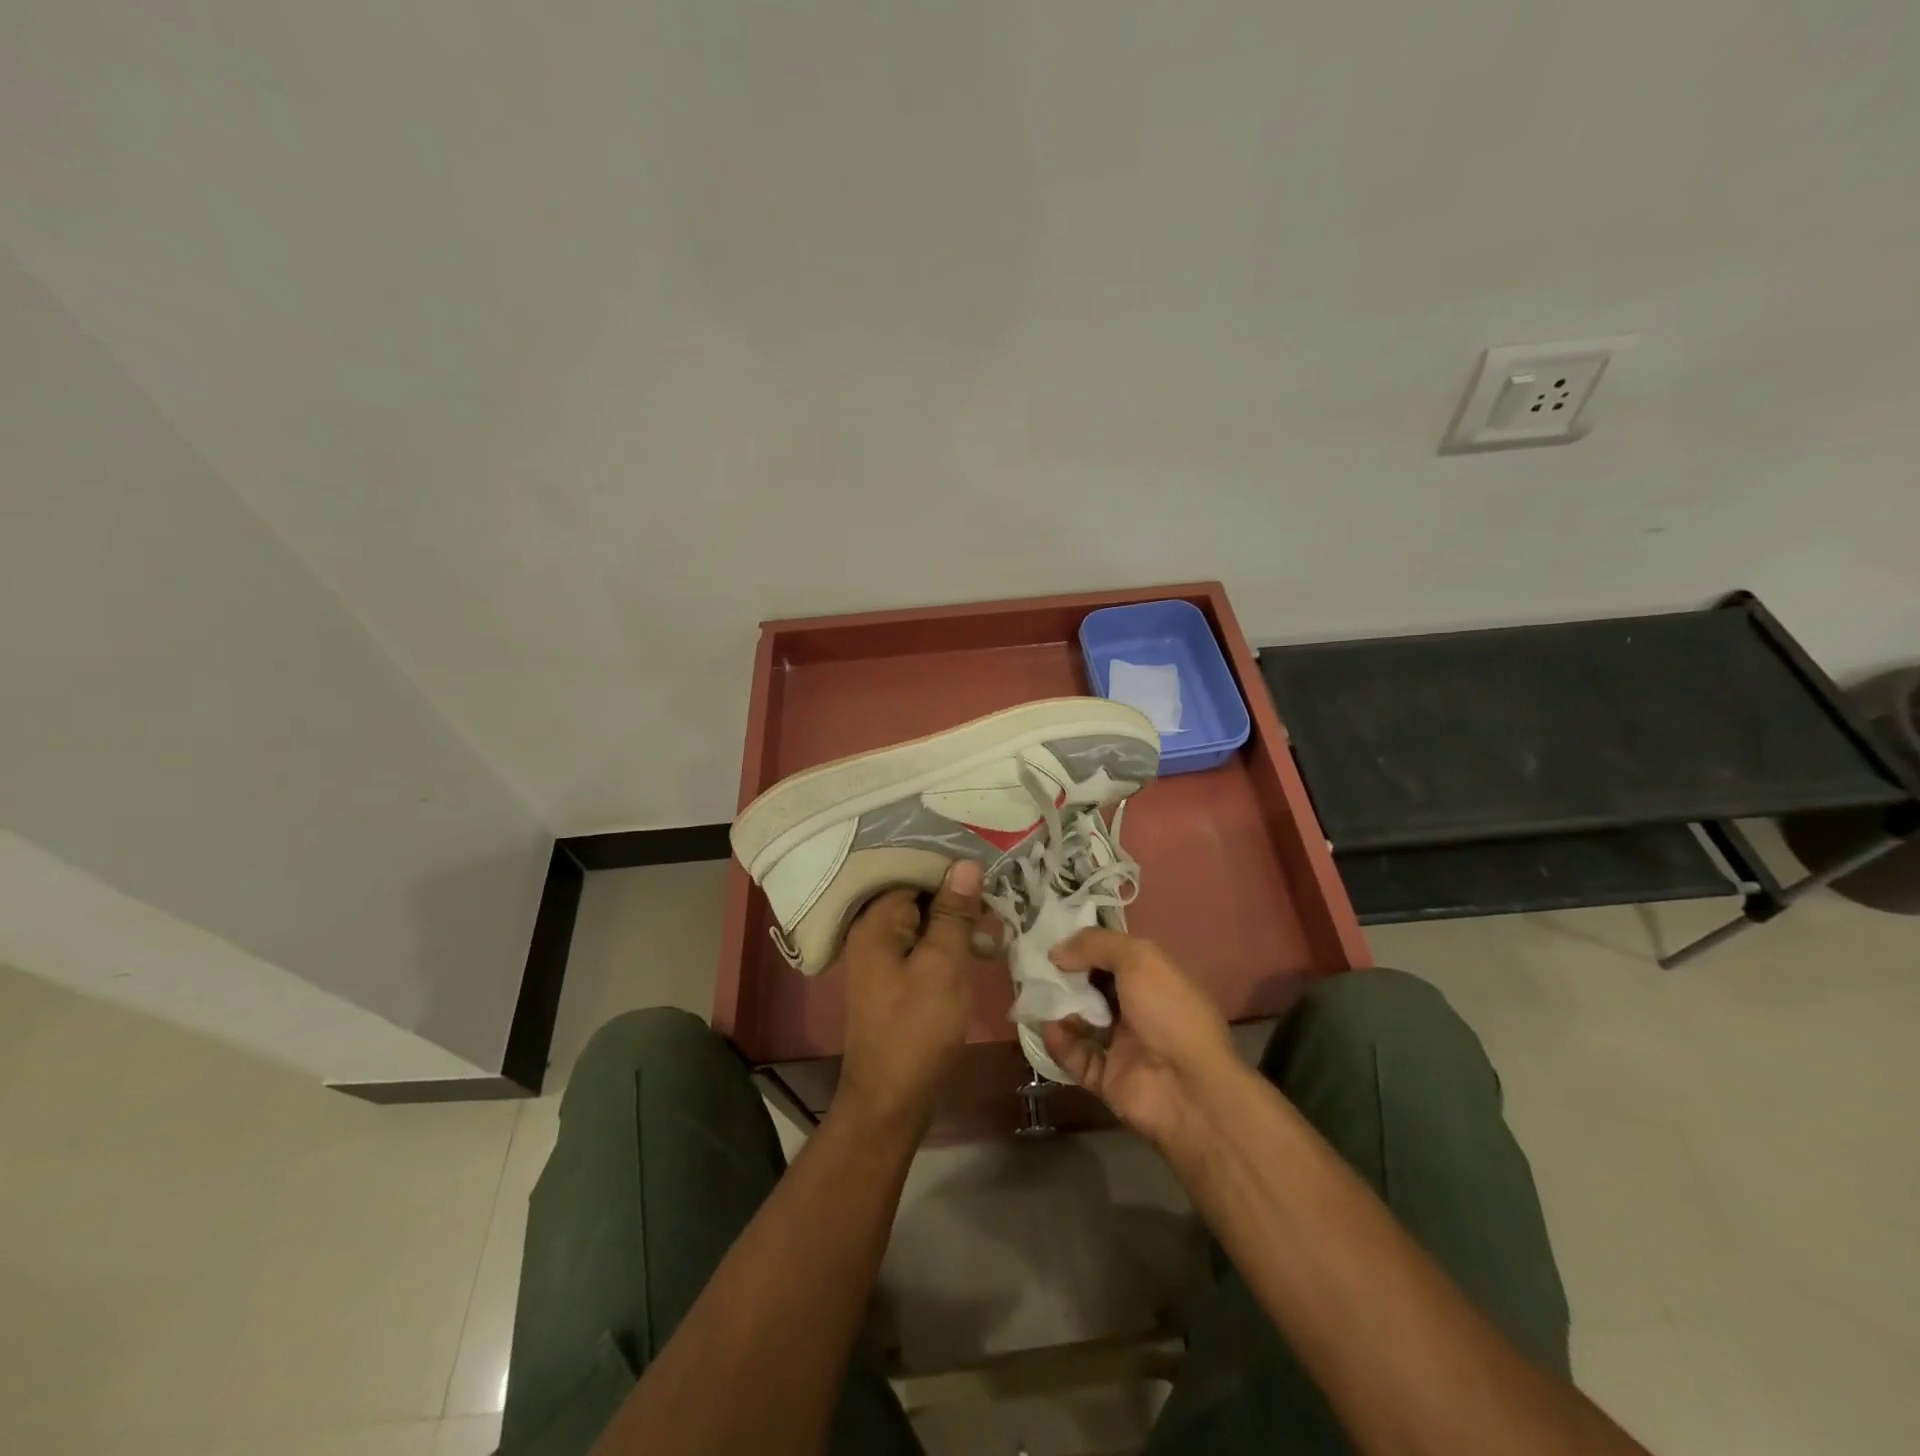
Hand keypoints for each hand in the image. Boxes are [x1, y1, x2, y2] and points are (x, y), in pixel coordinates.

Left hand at [834, 859, 982, 1135]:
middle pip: (917, 893)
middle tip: (1000, 888)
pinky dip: (950, 940)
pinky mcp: (896, 977)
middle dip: (957, 890)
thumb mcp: (943, 965)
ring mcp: (883, 955)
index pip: (912, 870)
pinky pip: (924, 943)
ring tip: (998, 914)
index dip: (949, 865)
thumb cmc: (918, 1028)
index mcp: (876, 920)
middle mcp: (873, 931)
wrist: (891, 1099)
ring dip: (957, 917)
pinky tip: (981, 944)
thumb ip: (954, 913)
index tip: (989, 860)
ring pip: (924, 920)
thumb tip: (965, 862)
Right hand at [1040, 930, 1237, 1151]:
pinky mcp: (1106, 1077)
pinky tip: (1048, 1027)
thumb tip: (1056, 952)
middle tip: (1037, 969)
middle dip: (1066, 978)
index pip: (1115, 957)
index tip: (1056, 942)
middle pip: (1093, 988)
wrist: (1187, 1088)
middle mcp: (1139, 1010)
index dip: (1086, 948)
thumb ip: (1095, 944)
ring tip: (1037, 996)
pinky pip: (1074, 1055)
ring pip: (1081, 1021)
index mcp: (1154, 980)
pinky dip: (1059, 1042)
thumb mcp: (1138, 957)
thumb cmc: (1168, 1011)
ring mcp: (1122, 1046)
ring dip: (1058, 1008)